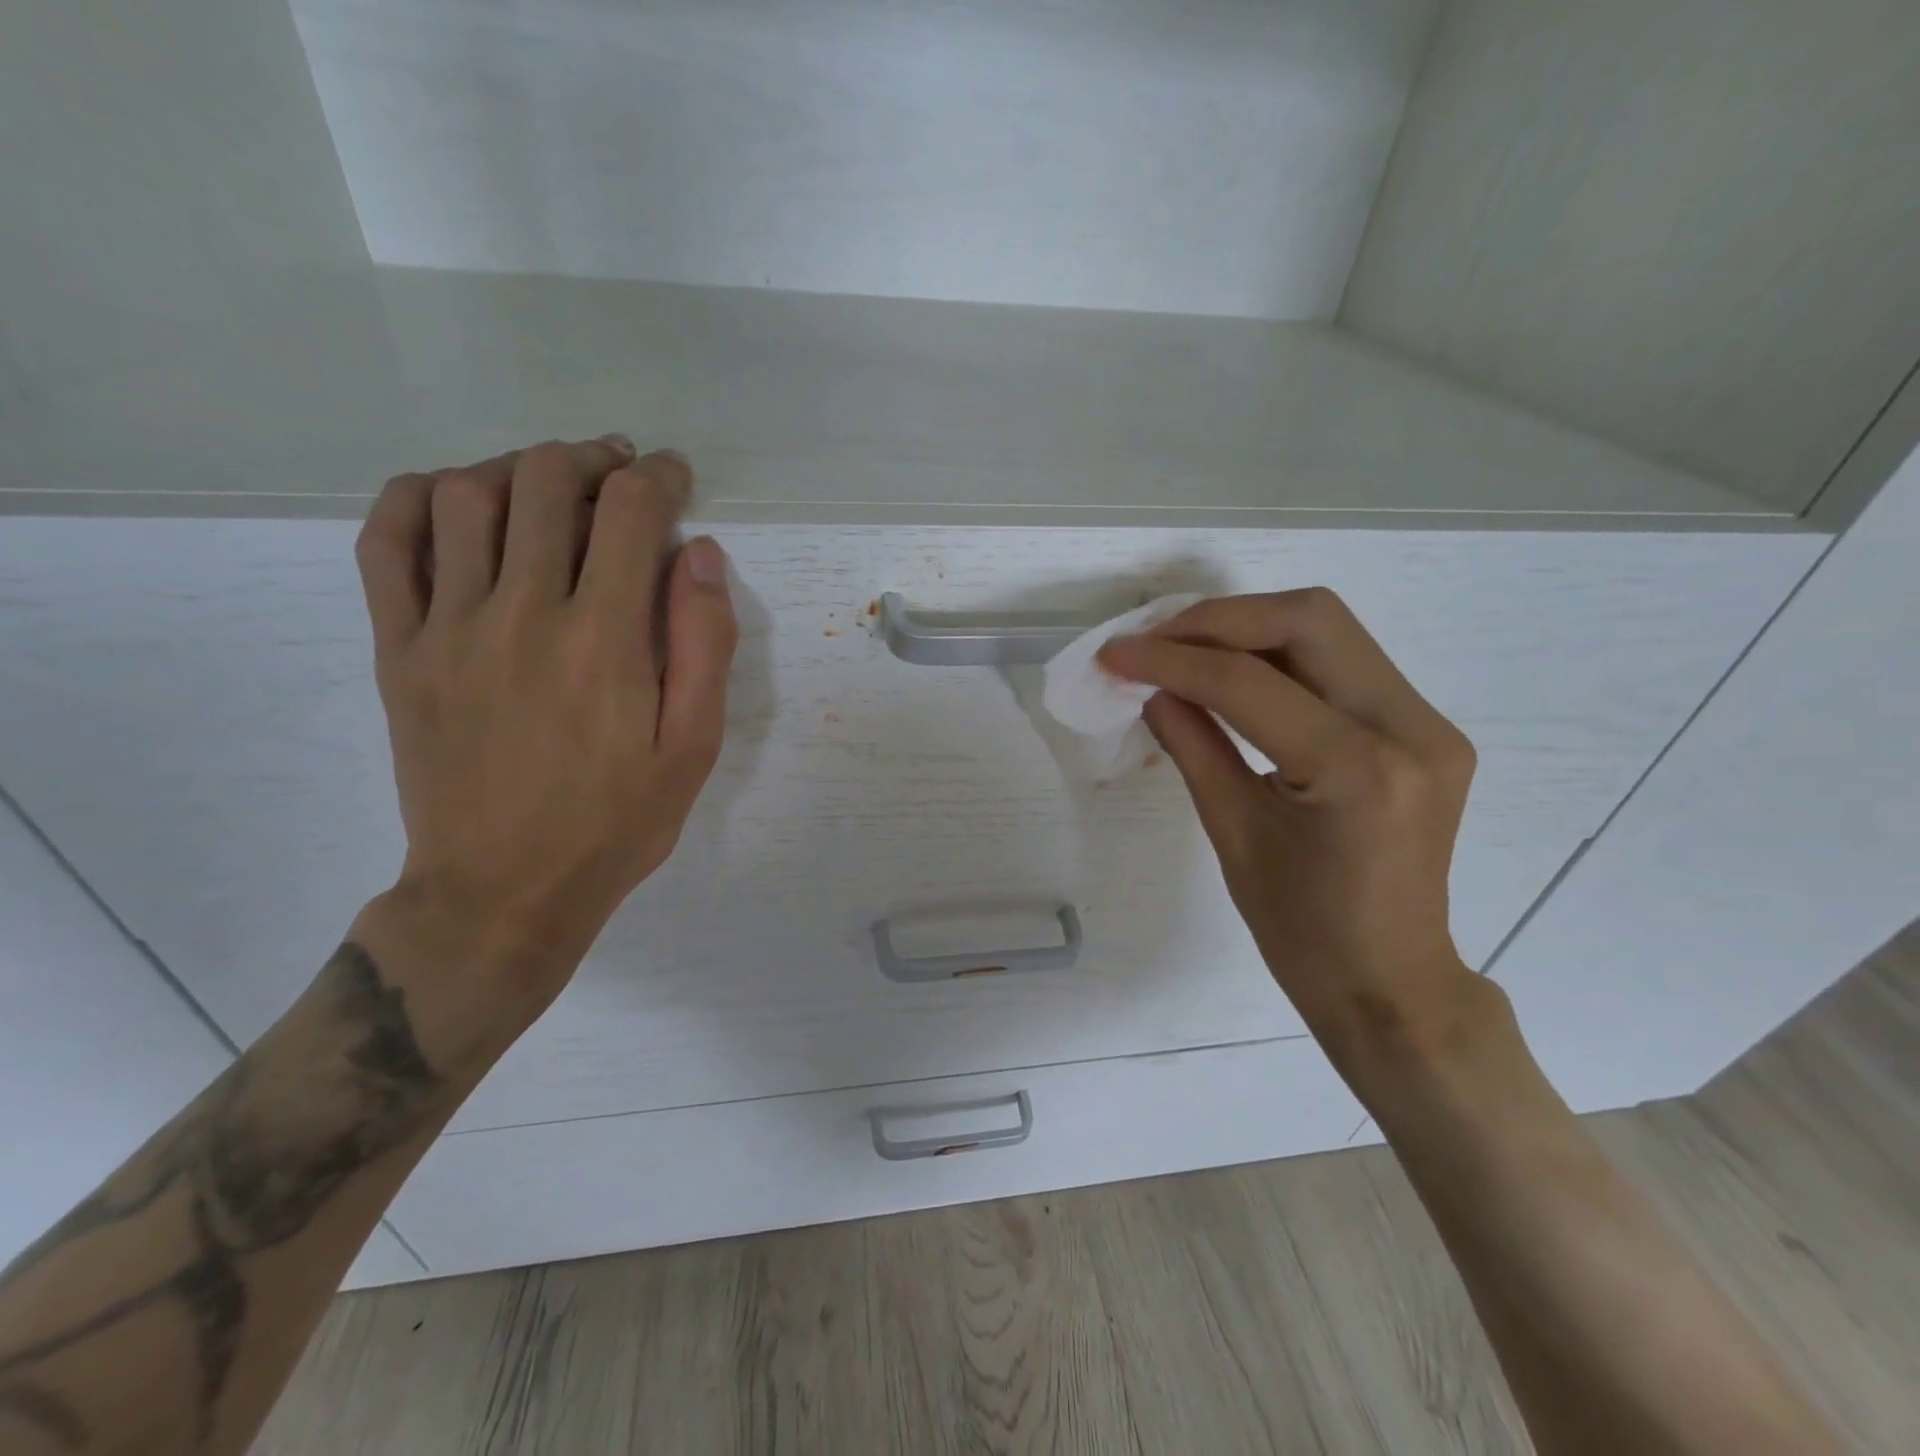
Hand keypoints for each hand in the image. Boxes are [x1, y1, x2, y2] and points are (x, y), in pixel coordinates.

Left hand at [352, 437, 736, 1027]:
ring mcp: (448, 626)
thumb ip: (704, 644)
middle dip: (594, 459)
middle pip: (547, 481)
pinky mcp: (400, 648)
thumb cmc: (617, 823)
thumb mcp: (694, 747)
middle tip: (620, 473)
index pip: (630, 510)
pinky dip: (417, 497)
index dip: (661, 477)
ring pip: (466, 494)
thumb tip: (699, 554)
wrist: (503, 891)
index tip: (675, 478)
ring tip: (550, 484)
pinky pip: (387, 542)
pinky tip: (455, 499)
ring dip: (517, 468)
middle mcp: (523, 611)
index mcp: (606, 638)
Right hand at [1100, 589, 1480, 1079]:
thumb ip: (1191, 745)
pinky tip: (1232, 672)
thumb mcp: (1233, 834)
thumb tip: (1150, 687)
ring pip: (1329, 628)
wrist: (1390, 981)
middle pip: (1309, 619)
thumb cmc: (1301, 932)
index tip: (1115, 654)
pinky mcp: (1425, 727)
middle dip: (1217, 619)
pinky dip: (1279, 652)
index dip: (1171, 659)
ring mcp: (1428, 723)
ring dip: (1247, 626)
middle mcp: (1410, 729)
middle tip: (1153, 639)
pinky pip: (1344, 660)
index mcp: (1357, 771)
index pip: (1249, 683)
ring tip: (1182, 648)